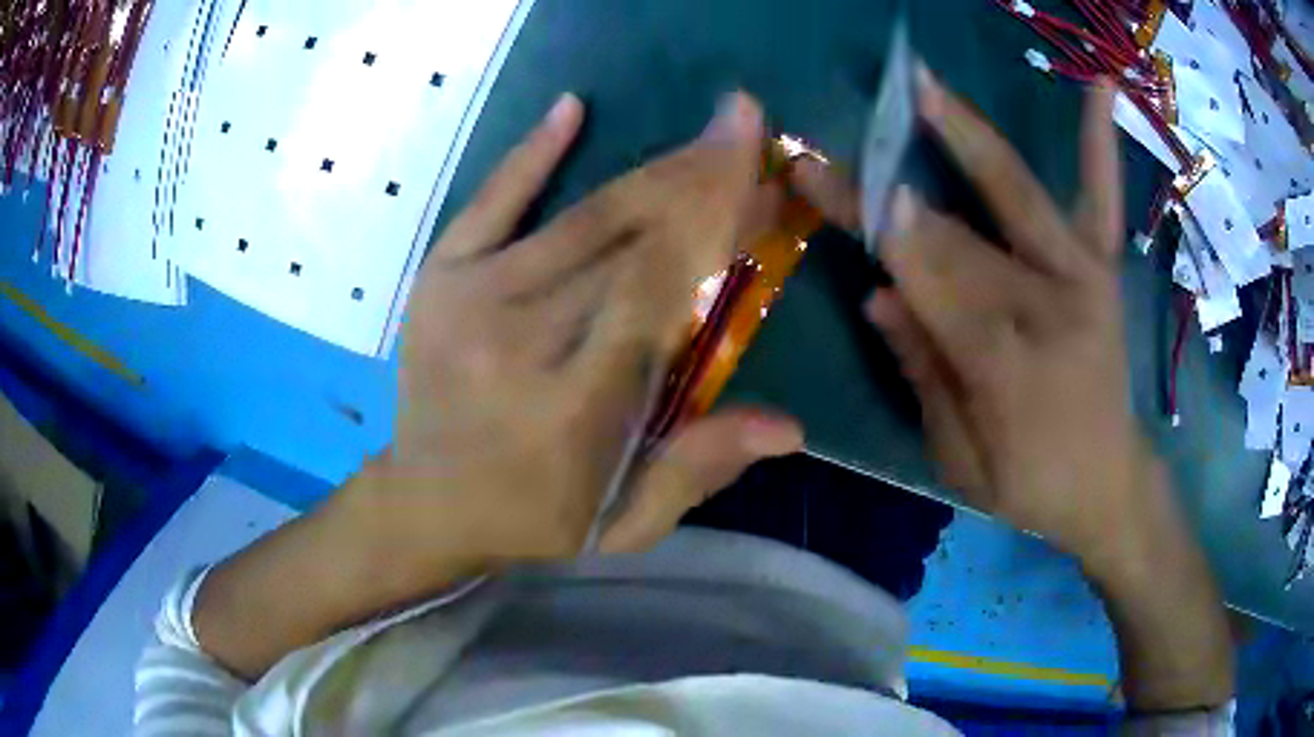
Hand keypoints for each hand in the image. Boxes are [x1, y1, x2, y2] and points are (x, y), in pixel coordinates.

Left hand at [350, 92, 802, 583]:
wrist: (424, 503)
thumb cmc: (533, 518)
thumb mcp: (623, 521)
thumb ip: (698, 469)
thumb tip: (790, 426)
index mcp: (572, 406)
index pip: (660, 291)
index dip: (717, 226)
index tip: (764, 182)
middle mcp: (518, 339)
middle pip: (627, 241)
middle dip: (701, 181)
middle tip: (748, 129)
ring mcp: (469, 298)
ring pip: (580, 217)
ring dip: (653, 170)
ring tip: (708, 130)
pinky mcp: (438, 277)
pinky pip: (490, 201)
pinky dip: (532, 153)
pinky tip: (573, 107)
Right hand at [800, 70, 1151, 571]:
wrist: (1110, 484)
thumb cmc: (1031, 486)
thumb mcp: (960, 462)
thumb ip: (923, 375)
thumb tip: (877, 294)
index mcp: (1008, 368)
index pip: (926, 281)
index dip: (873, 228)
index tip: (817, 176)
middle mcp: (1050, 307)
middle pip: (958, 234)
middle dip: (887, 186)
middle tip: (832, 144)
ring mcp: (1084, 279)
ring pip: (1018, 195)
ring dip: (968, 136)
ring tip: (923, 84)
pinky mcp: (1103, 270)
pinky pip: (1101, 199)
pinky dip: (1100, 142)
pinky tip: (1103, 82)